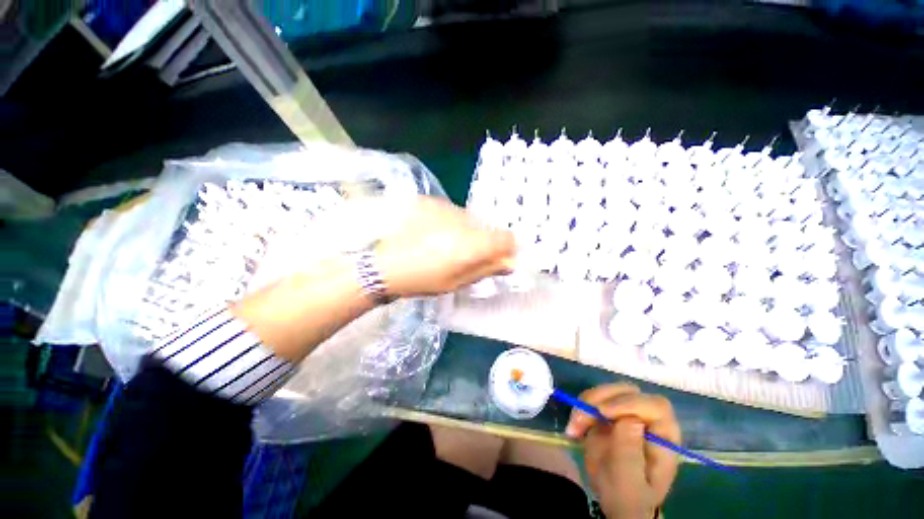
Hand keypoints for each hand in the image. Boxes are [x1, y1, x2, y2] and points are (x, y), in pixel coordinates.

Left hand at [375, 195, 515, 296]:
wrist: (384, 264)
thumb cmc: (422, 279)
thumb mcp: (457, 281)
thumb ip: (486, 269)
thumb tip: (509, 262)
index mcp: (473, 244)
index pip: (507, 238)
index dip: (507, 248)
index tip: (498, 257)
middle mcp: (465, 221)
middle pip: (488, 228)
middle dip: (484, 241)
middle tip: (465, 255)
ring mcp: (447, 208)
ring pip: (470, 219)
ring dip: (466, 231)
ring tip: (445, 244)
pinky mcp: (431, 202)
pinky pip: (452, 212)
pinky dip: (450, 222)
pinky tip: (433, 234)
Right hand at [565, 384, 679, 518]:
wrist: (616, 501)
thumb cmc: (629, 497)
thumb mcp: (630, 482)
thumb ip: (630, 453)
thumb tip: (631, 419)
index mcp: (664, 435)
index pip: (654, 406)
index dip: (629, 403)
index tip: (602, 412)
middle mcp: (647, 418)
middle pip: (626, 391)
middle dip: (600, 399)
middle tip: (580, 417)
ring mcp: (626, 413)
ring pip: (607, 391)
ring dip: (586, 403)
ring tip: (574, 426)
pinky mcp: (608, 413)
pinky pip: (592, 399)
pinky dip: (579, 408)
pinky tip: (574, 428)